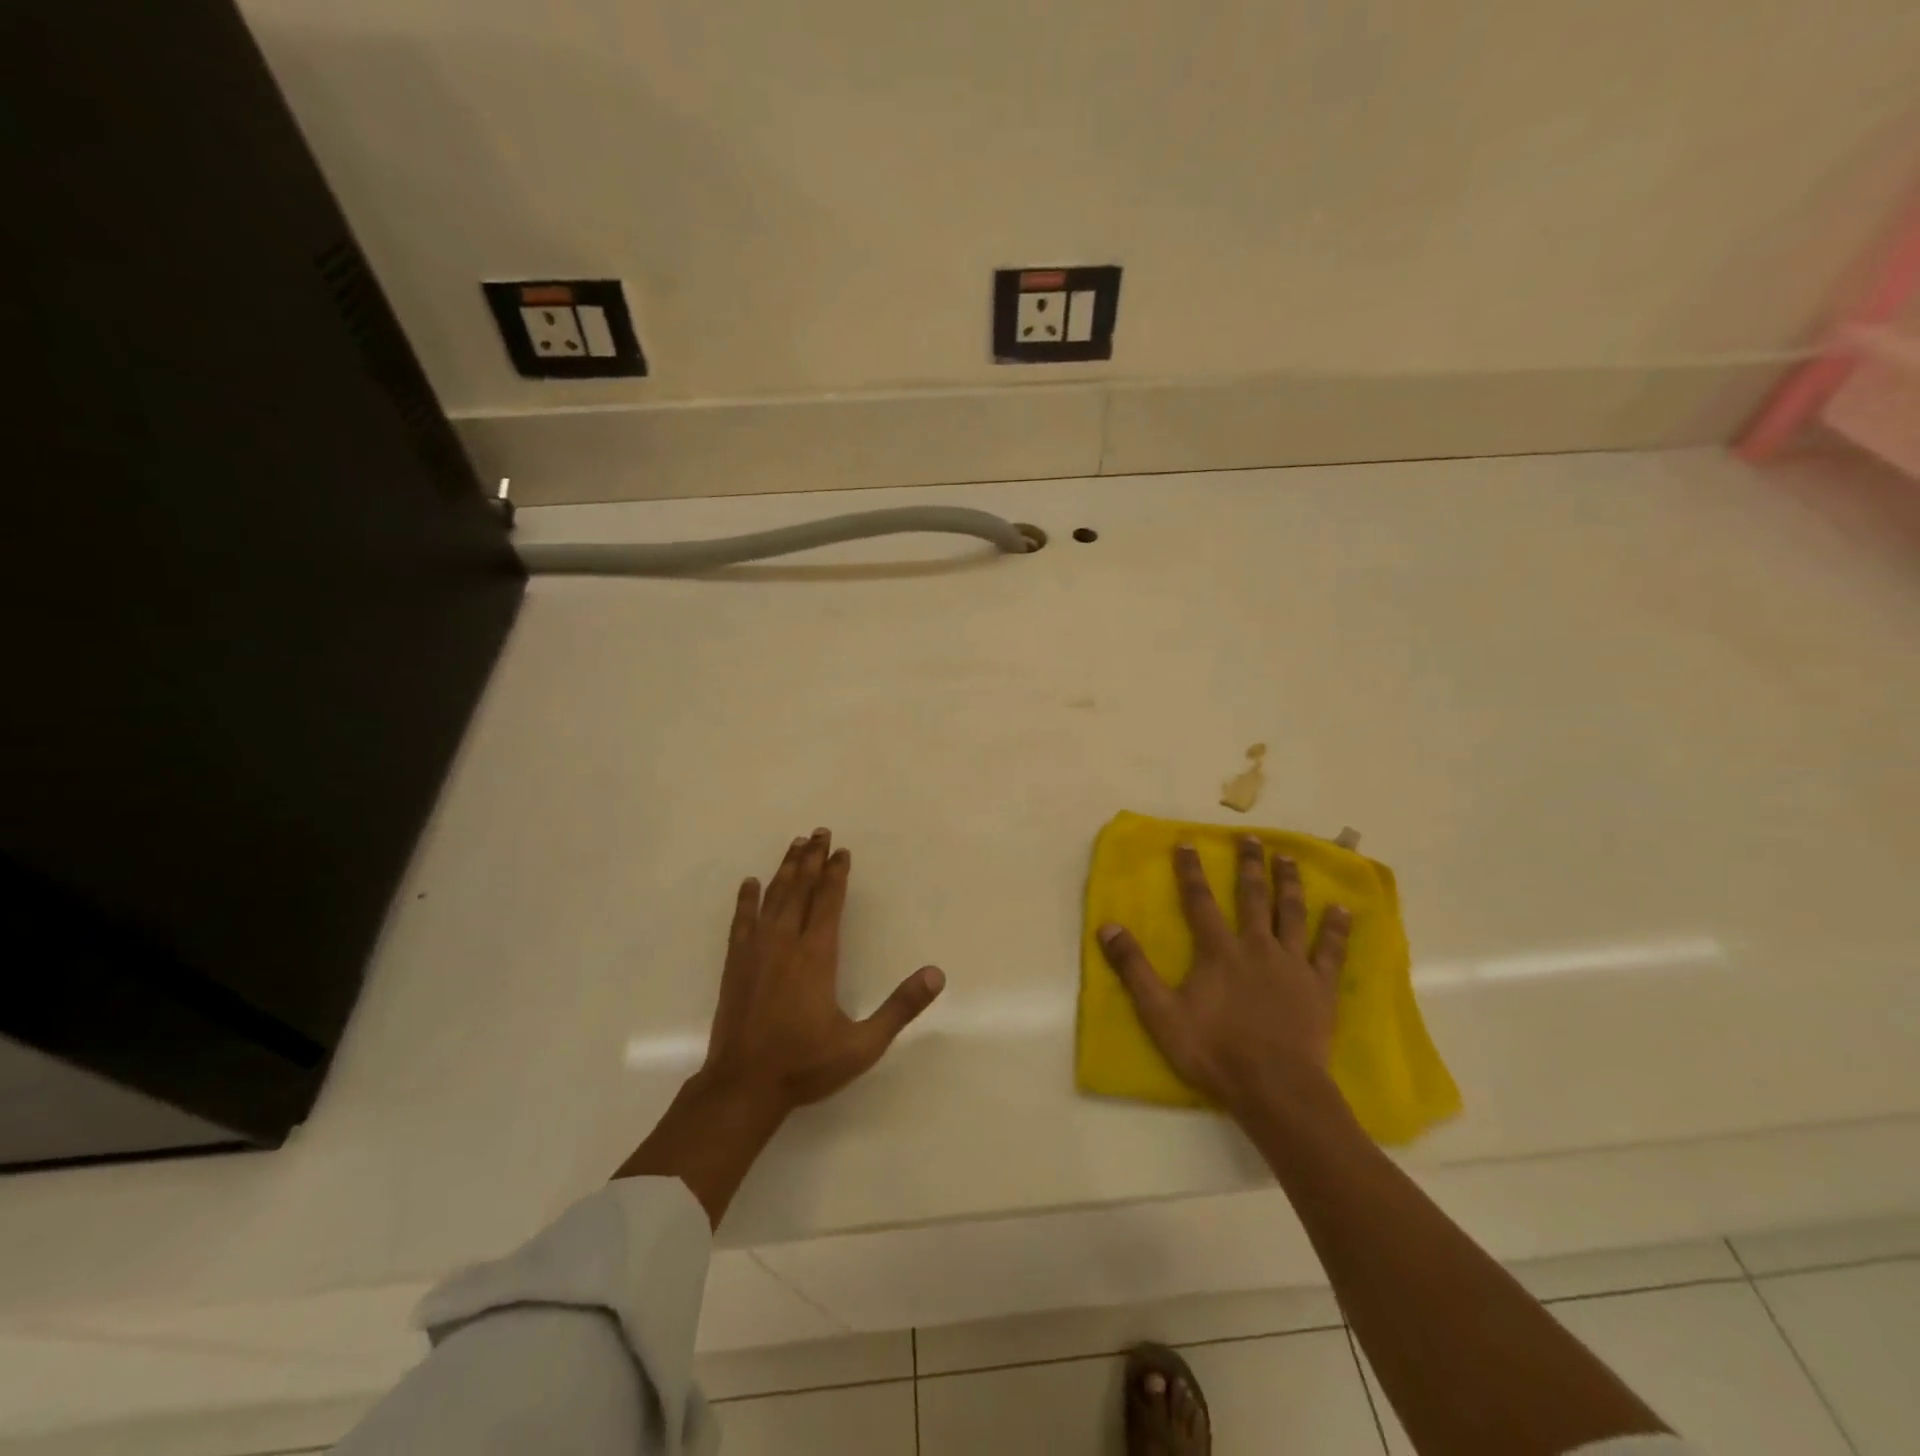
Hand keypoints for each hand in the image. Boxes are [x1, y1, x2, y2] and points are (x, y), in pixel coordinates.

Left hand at [701, 828, 945, 1115]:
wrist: (742, 1087)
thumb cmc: (805, 1064)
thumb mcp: (863, 1044)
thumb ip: (900, 1007)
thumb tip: (936, 974)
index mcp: (817, 955)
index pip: (829, 901)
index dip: (836, 873)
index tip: (842, 851)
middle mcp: (786, 943)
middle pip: (800, 889)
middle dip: (811, 859)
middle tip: (818, 831)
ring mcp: (756, 951)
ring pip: (773, 898)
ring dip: (785, 869)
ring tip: (795, 844)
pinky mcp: (735, 964)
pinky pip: (742, 920)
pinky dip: (747, 899)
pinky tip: (751, 883)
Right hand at [1097, 838, 1349, 1121]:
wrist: (1275, 1089)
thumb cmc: (1214, 1051)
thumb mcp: (1160, 1013)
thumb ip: (1134, 968)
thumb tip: (1108, 926)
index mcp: (1218, 951)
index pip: (1200, 900)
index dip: (1191, 870)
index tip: (1188, 842)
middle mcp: (1257, 947)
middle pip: (1253, 896)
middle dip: (1249, 864)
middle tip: (1251, 837)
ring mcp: (1292, 965)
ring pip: (1292, 913)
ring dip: (1289, 883)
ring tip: (1289, 858)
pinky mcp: (1320, 987)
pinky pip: (1331, 950)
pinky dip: (1336, 928)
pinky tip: (1342, 908)